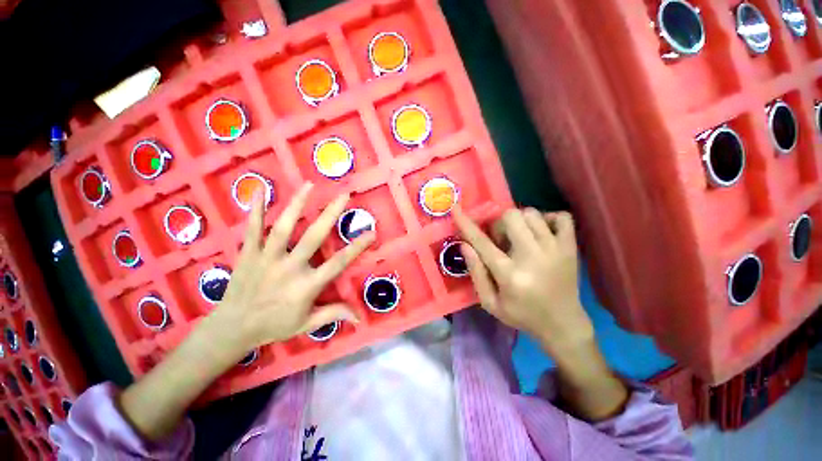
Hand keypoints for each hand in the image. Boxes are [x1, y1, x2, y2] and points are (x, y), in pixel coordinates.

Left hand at [208, 183, 374, 352]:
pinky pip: (252, 228)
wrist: (232, 329)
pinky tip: (259, 189)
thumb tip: (359, 318)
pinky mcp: (248, 254)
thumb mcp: (307, 324)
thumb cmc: (274, 325)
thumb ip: (333, 315)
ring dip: (296, 204)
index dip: (357, 247)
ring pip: (283, 228)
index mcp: (307, 286)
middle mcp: (289, 268)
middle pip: (313, 237)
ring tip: (310, 185)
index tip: (372, 233)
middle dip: (330, 215)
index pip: (338, 263)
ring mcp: (267, 259)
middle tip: (343, 196)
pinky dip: (255, 209)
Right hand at [453, 207, 593, 356]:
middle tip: (501, 240)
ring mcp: (555, 249)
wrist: (563, 324)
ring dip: (519, 222)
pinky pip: (562, 217)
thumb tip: (464, 245)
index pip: (482, 242)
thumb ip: (476, 273)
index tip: (456, 209)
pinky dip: (549, 218)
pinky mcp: (571, 247)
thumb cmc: (522, 315)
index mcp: (510, 275)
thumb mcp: (490, 303)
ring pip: (532, 213)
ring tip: (520, 238)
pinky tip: (541, 231)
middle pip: (511, 217)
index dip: (466, 224)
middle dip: (499, 224)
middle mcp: (533, 256)